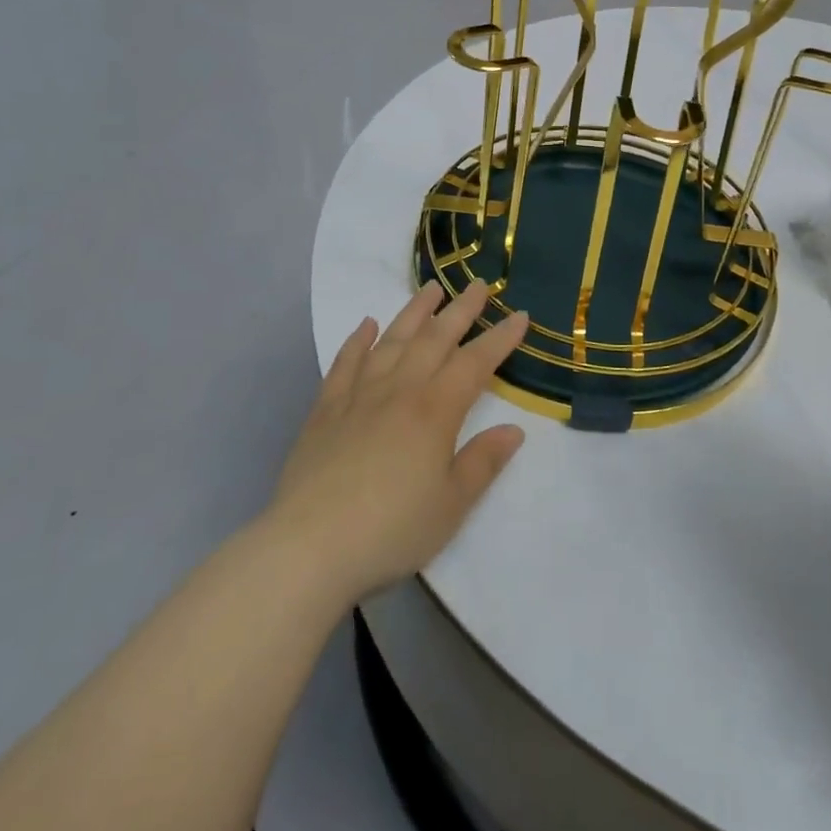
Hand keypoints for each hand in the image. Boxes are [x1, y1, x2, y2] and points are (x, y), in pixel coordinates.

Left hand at [266, 282, 528, 609]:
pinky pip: (345, 363)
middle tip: (478, 284)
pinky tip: (367, 325)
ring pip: (392, 341)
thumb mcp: (451, 505)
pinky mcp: (325, 409)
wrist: (310, 545)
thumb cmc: (391, 530)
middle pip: (435, 339)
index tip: (520, 314)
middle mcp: (399, 390)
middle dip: (461, 310)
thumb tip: (514, 429)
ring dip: (414, 312)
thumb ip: (482, 462)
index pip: (475, 364)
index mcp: (434, 411)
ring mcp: (358, 395)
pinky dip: (358, 340)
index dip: (500, 338)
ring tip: (431, 289)